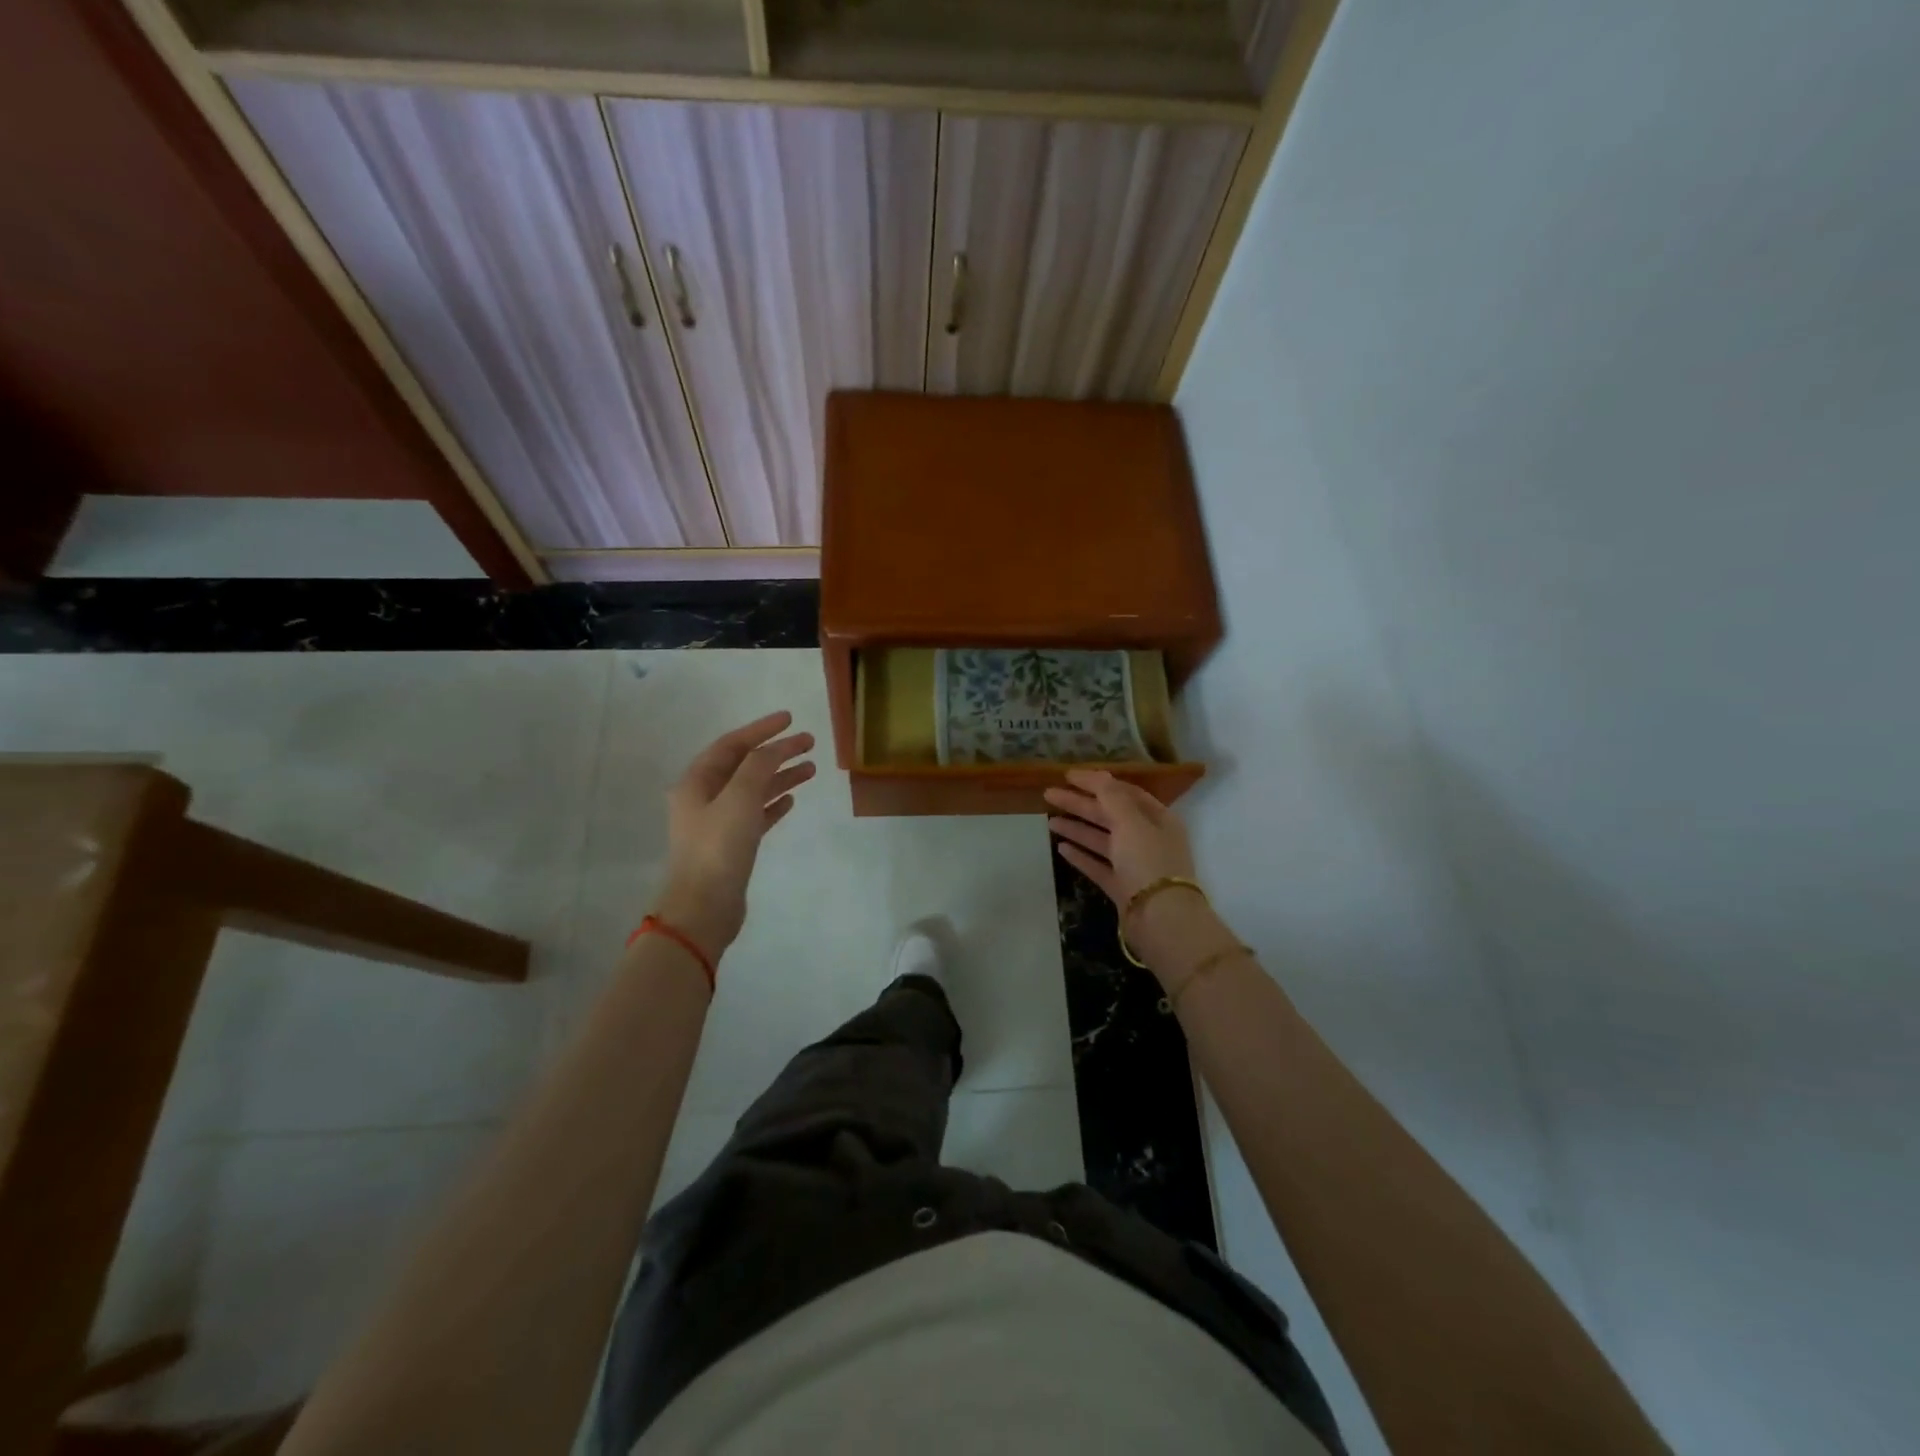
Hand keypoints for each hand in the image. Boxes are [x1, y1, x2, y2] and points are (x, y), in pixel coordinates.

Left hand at [656, 710, 814, 955]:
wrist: (704, 908)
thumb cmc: (718, 848)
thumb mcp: (739, 798)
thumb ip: (758, 766)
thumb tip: (774, 748)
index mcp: (696, 783)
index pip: (731, 745)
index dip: (761, 730)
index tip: (790, 719)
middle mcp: (704, 799)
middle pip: (745, 766)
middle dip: (776, 752)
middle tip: (809, 742)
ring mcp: (718, 823)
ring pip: (753, 790)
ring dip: (780, 777)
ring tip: (811, 769)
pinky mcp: (732, 846)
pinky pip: (756, 815)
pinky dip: (773, 803)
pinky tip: (792, 799)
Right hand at [1044, 769, 1196, 909]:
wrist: (1161, 919)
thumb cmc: (1148, 862)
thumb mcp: (1131, 822)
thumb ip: (1112, 797)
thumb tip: (1098, 775)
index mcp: (1157, 818)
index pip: (1124, 792)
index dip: (1096, 782)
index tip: (1068, 776)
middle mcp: (1147, 838)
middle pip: (1110, 815)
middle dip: (1080, 804)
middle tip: (1049, 794)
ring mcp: (1134, 865)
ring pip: (1101, 840)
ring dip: (1077, 828)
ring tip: (1049, 820)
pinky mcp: (1122, 887)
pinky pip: (1098, 866)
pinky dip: (1081, 855)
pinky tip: (1061, 848)